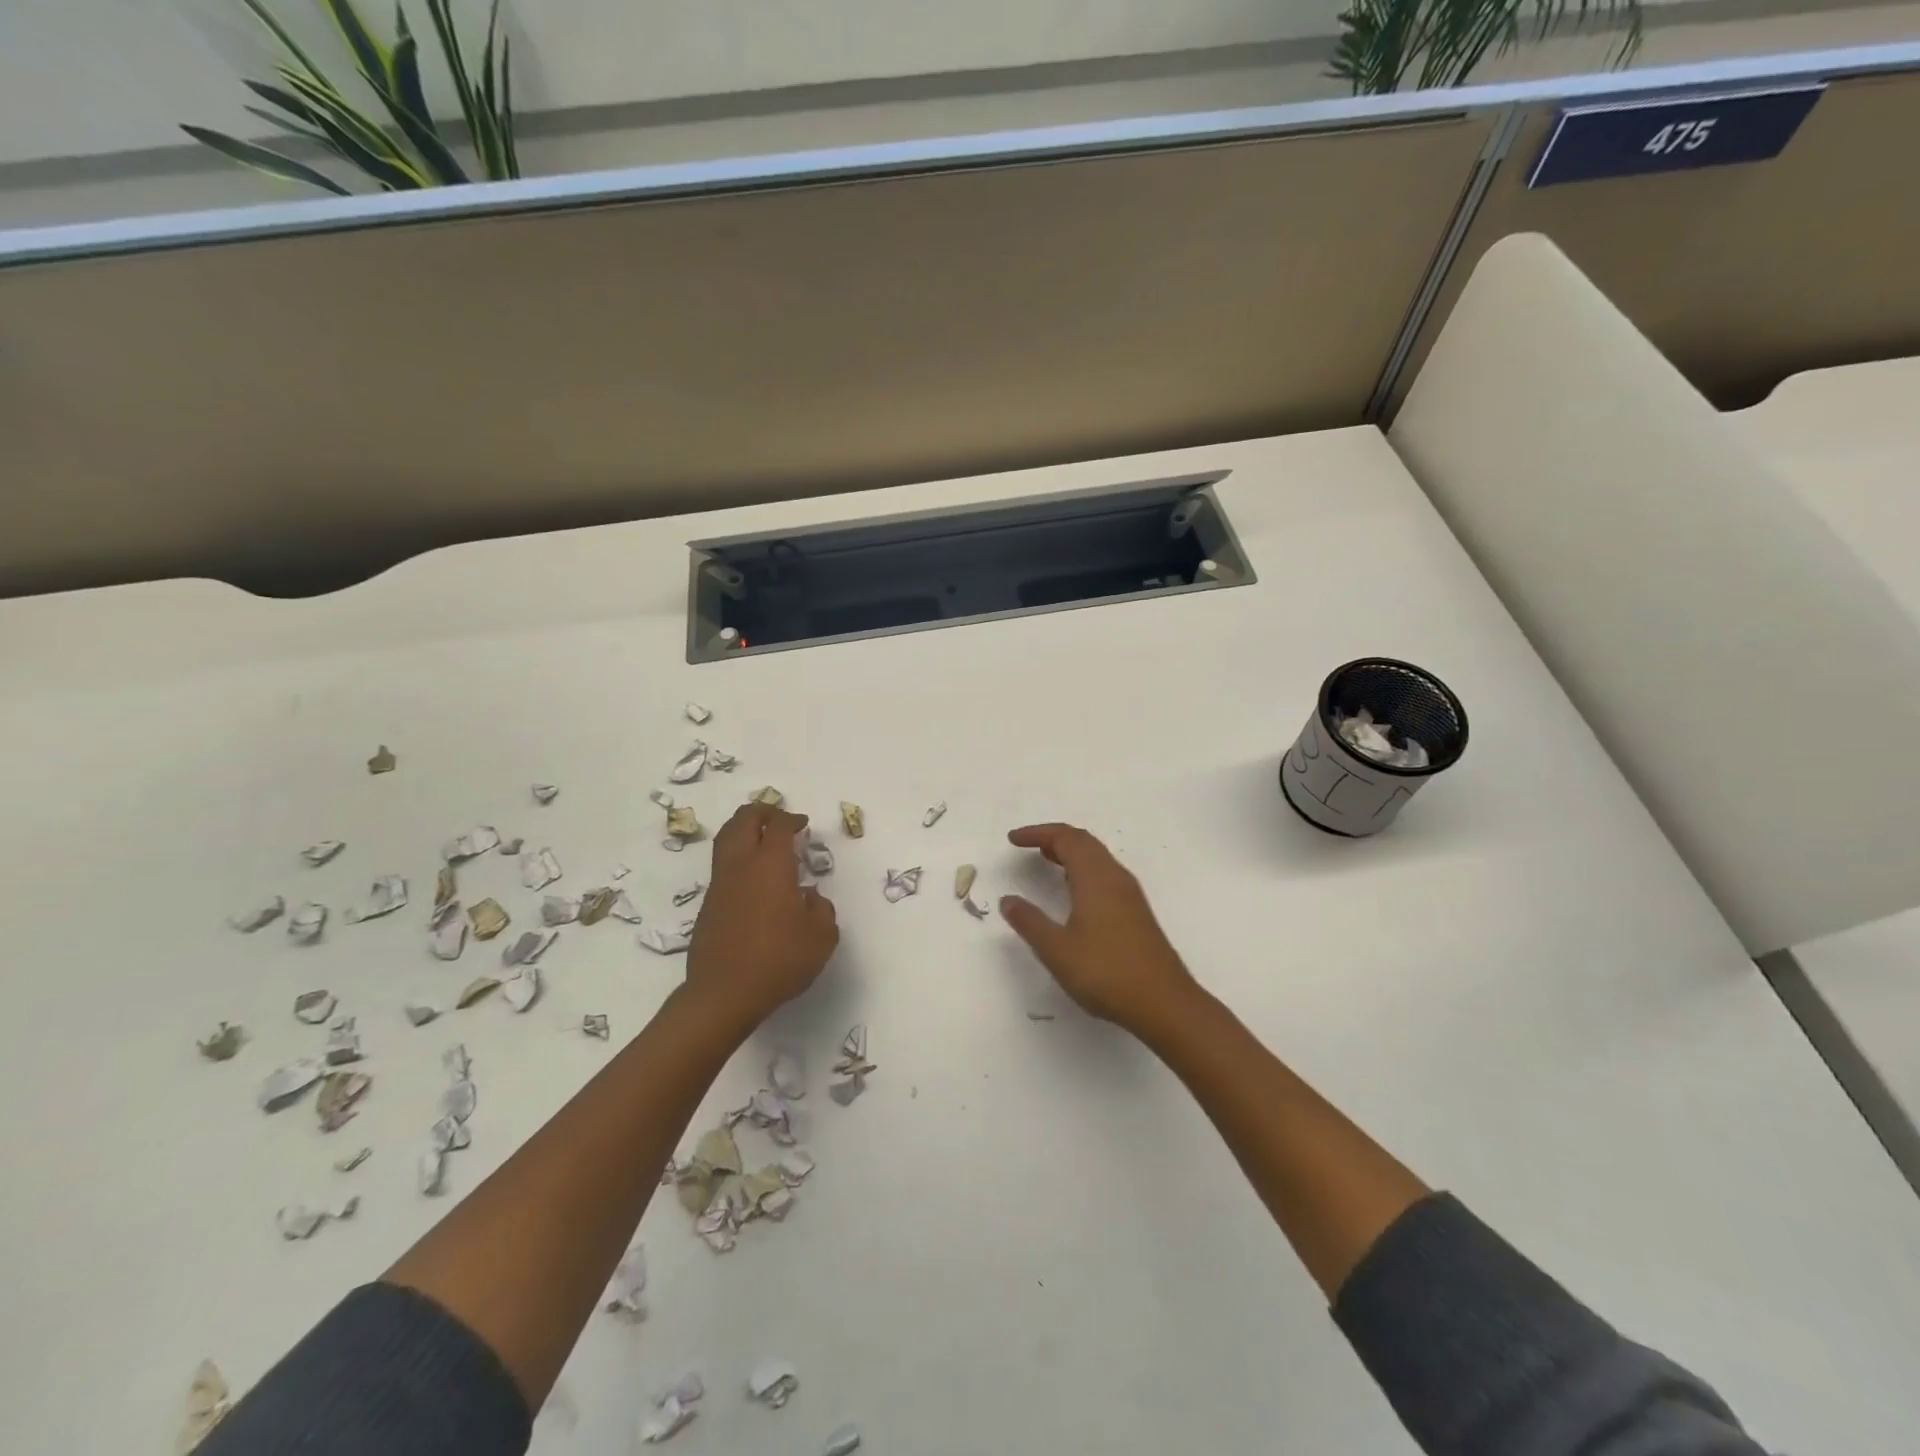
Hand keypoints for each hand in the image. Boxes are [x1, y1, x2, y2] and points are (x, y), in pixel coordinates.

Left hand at [686, 803, 838, 1027]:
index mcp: (771, 865)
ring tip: (762, 839)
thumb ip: (822, 910)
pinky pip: (722, 866)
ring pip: (726, 840)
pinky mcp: (708, 905)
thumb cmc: (779, 961)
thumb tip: (809, 898)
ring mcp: (720, 884)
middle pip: (743, 820)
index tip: (803, 824)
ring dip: (744, 830)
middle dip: (761, 812)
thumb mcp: (821, 938)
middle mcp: (741, 866)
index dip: (792, 819)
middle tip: (778, 818)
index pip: (778, 826)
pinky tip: (753, 878)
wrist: (724, 994)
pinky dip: (737, 857)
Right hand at [1000, 822, 1197, 1033]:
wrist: (1164, 1004)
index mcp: (1095, 878)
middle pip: (1084, 841)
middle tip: (1027, 845)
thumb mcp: (1057, 950)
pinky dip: (1084, 869)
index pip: (1066, 838)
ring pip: (1098, 858)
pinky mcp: (1137, 912)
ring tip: (1046, 861)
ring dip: (1071, 852)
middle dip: (1054, 837)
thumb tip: (1009, 900)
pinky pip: (1105, 874)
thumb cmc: (1106, 973)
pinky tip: (1074, 892)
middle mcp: (1115, 877)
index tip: (1012, 840)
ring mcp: (1130, 894)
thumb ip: (1030, 922)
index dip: (1037, 833)